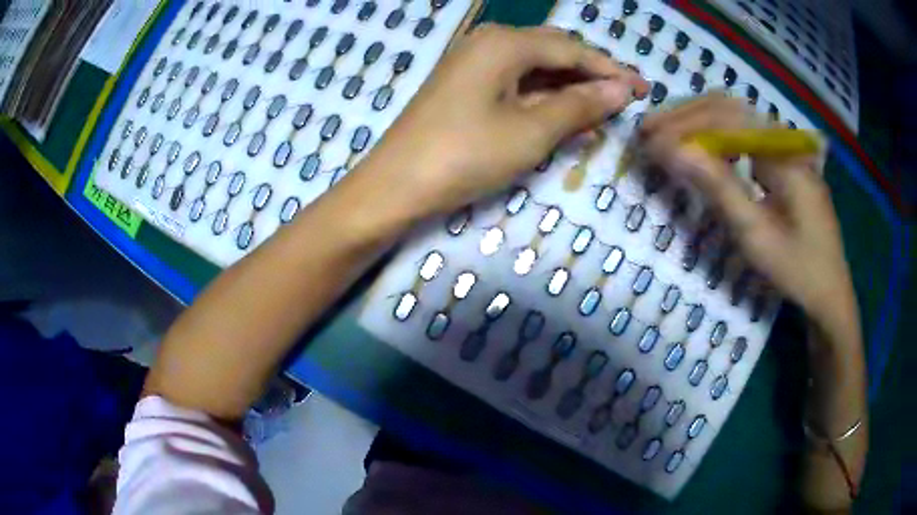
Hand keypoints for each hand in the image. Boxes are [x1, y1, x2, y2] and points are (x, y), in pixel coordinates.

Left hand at [357, 24, 647, 215]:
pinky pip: (516, 84)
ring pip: (536, 69)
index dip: (611, 69)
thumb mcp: (532, 131)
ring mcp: (473, 63)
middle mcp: (489, 43)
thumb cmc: (465, 155)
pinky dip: (543, 99)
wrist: (395, 185)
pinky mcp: (465, 86)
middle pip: (554, 52)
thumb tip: (620, 90)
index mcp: (505, 43)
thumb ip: (580, 105)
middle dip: (591, 75)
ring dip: (569, 88)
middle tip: (624, 99)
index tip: (643, 89)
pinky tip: (565, 116)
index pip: (572, 49)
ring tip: (602, 112)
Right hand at [640, 96, 856, 335]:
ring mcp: (785, 148)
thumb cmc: (797, 269)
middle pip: (728, 107)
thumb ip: (719, 188)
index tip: (649, 141)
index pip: (725, 118)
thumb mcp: (757, 235)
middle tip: (648, 132)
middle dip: (685, 115)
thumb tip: (674, 152)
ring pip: (735, 117)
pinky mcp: (783, 160)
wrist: (830, 290)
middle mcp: (783, 139)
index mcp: (783, 153)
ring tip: (665, 135)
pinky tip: (699, 147)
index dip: (684, 125)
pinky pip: (745, 135)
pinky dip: (716, 136)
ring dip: (698, 121)